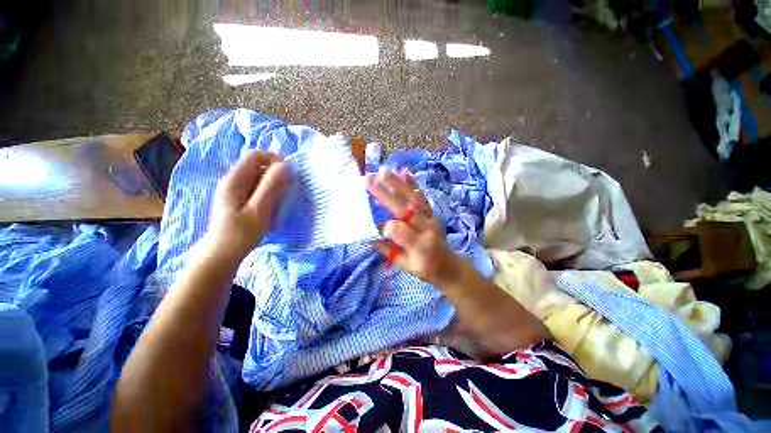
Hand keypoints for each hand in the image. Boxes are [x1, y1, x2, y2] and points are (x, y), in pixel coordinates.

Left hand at [203, 150, 287, 263]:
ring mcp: (233, 189)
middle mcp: (232, 180)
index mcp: (234, 180)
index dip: (274, 159)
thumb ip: (270, 186)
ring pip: (257, 176)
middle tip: (287, 189)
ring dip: (272, 182)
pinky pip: (255, 185)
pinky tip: (271, 203)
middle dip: (275, 172)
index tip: (289, 173)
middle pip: (256, 164)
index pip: (255, 155)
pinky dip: (267, 190)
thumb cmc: (242, 233)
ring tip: (281, 198)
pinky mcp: (237, 197)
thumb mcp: (259, 210)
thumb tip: (284, 165)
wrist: (223, 253)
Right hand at [366, 169, 457, 283]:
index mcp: (420, 246)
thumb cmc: (425, 268)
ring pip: (414, 198)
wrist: (448, 265)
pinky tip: (404, 172)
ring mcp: (430, 217)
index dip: (386, 227)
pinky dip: (413, 184)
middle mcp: (427, 228)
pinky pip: (422, 197)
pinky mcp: (432, 212)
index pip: (399, 231)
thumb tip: (369, 239)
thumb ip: (389, 252)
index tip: (375, 227)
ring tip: (383, 171)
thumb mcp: (406, 266)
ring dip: (398, 184)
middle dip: (386, 195)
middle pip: (405, 209)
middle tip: (369, 180)